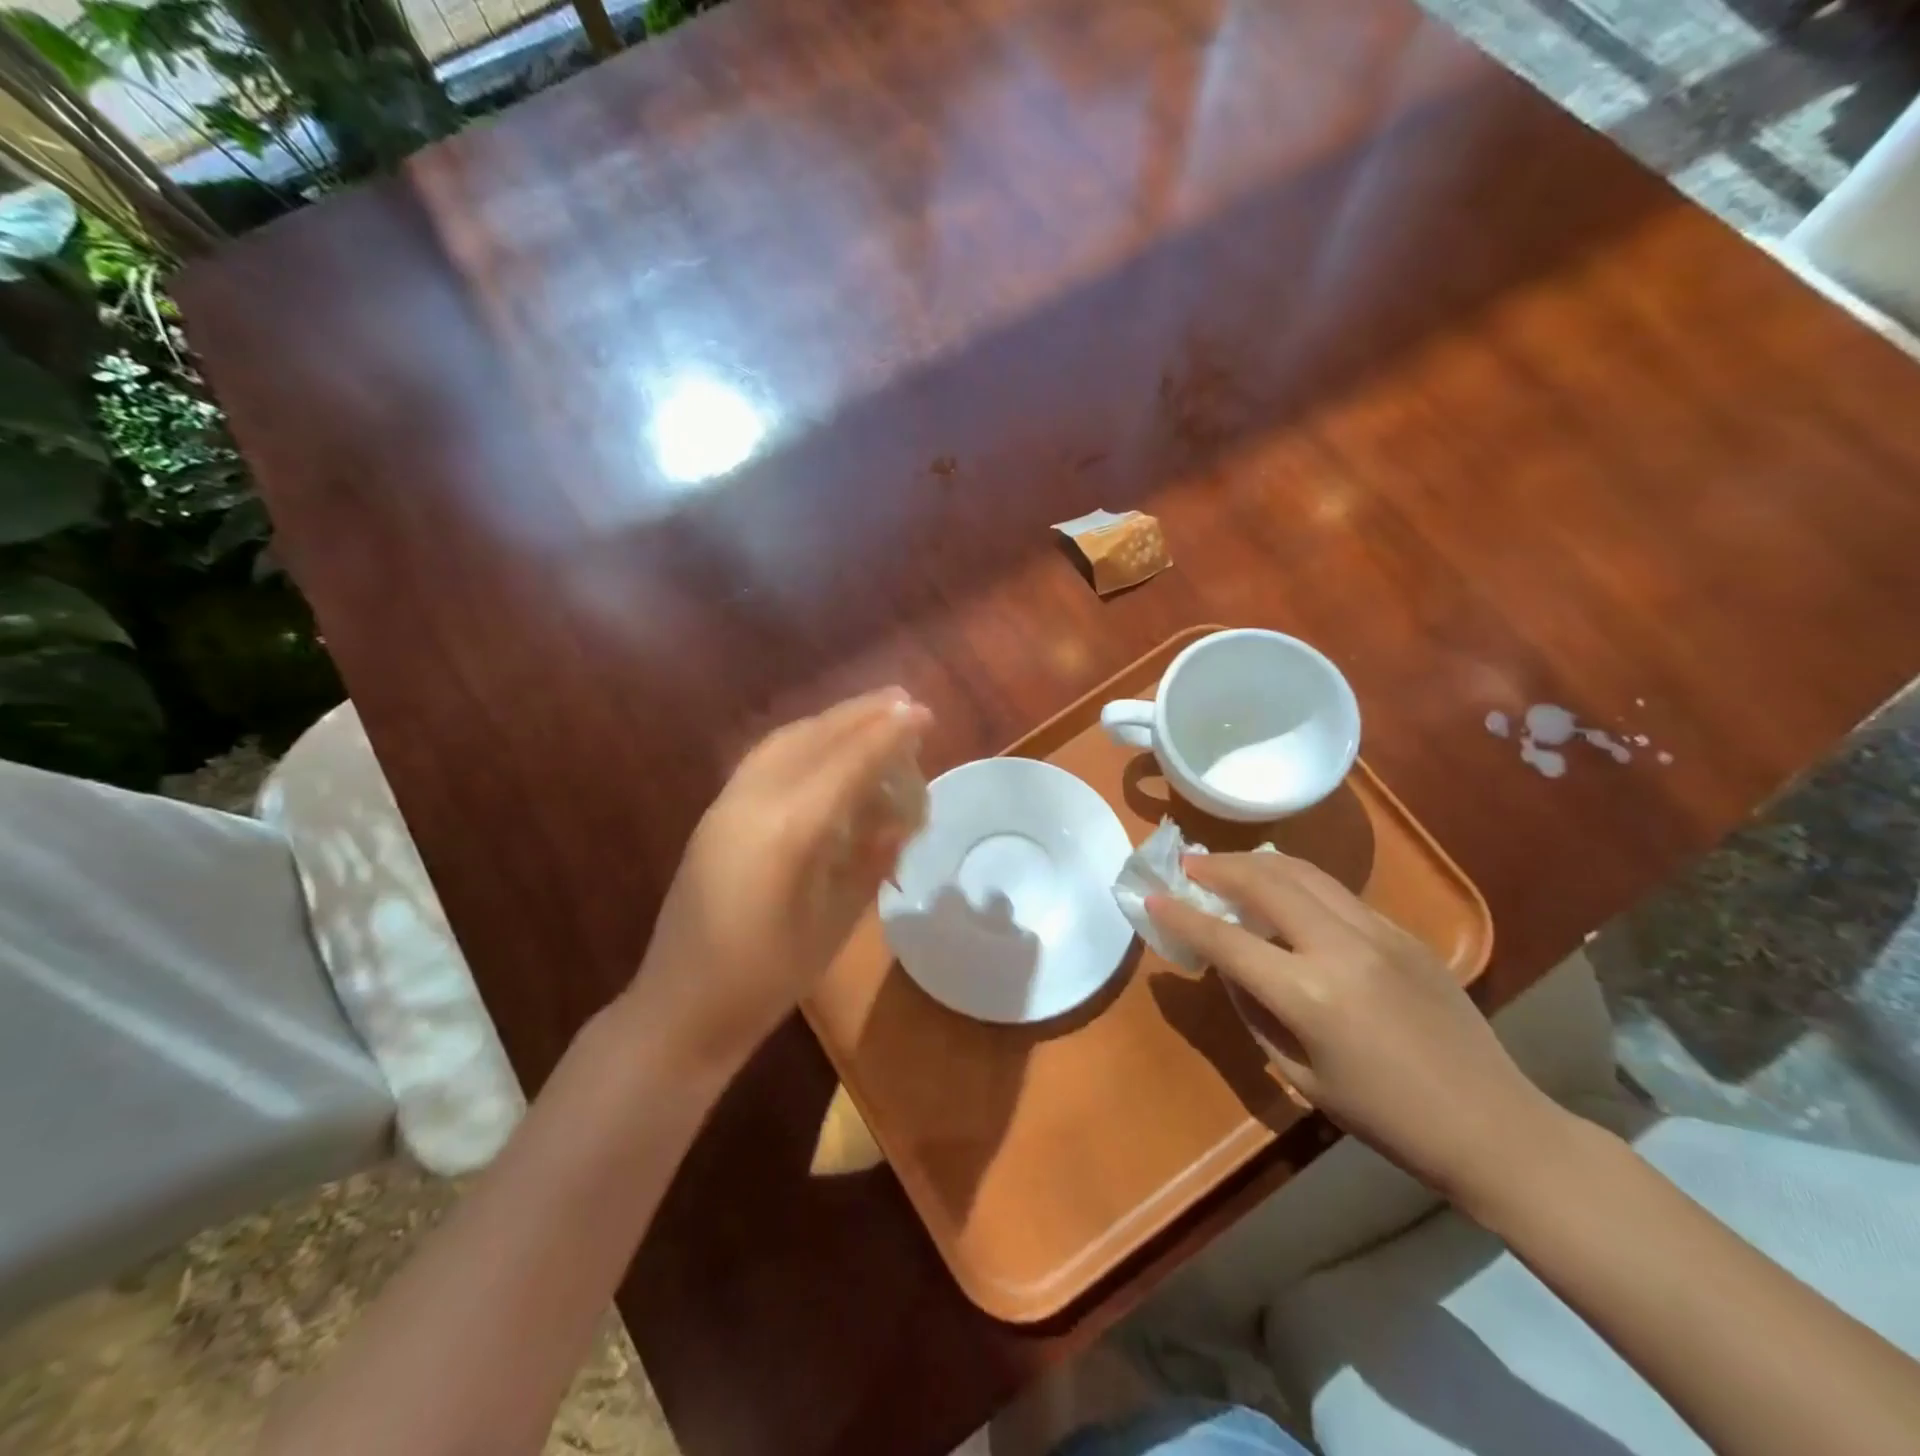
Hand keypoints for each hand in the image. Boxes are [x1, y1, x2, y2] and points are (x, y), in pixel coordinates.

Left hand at [628, 688, 931, 1073]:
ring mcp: (727, 802)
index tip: (923, 714)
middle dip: (862, 714)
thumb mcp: (836, 921)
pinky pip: (765, 757)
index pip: (848, 763)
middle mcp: (754, 800)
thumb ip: (871, 859)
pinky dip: (802, 739)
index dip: (889, 735)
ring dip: (831, 721)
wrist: (683, 1006)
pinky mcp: (716, 812)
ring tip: (870, 713)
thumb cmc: (769, 977)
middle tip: (904, 700)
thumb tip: (901, 816)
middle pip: (815, 737)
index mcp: (789, 830)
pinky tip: (823, 746)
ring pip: (786, 740)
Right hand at [1147, 854, 1563, 1204]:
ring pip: (1304, 873)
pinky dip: (1297, 882)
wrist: (1492, 1124)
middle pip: (1265, 883)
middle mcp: (1341, 949)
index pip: (1227, 940)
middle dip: (1219, 868)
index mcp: (1309, 996)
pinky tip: (1283, 893)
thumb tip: (1229, 963)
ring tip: (1228, 865)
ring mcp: (1378, 933)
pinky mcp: (1403, 932)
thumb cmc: (1385, 1118)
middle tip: (1189, 866)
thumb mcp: (1299, 1075)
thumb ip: (1254, 1010)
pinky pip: (1336, 893)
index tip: (1153, 897)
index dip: (1182, 916)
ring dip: (1257, 863)